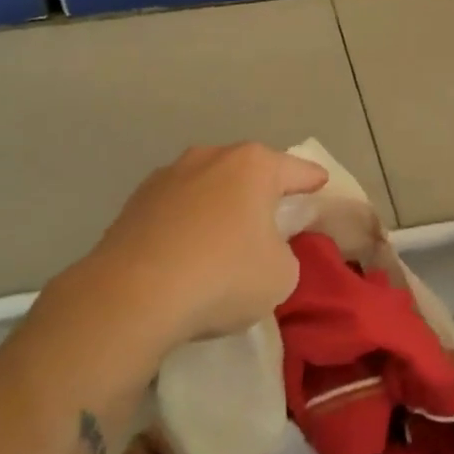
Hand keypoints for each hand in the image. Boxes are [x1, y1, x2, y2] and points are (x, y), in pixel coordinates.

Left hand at [70, 143, 326, 351]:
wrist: (132, 297)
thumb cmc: (223, 277)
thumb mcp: (282, 274)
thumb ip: (284, 251)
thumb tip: (262, 247)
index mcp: (253, 165)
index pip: (298, 170)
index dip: (314, 182)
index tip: (322, 188)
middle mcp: (210, 157)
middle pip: (249, 172)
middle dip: (262, 192)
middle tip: (273, 220)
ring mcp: (167, 175)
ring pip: (209, 187)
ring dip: (220, 206)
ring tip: (224, 240)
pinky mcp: (135, 201)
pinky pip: (177, 208)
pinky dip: (188, 223)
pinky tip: (186, 253)